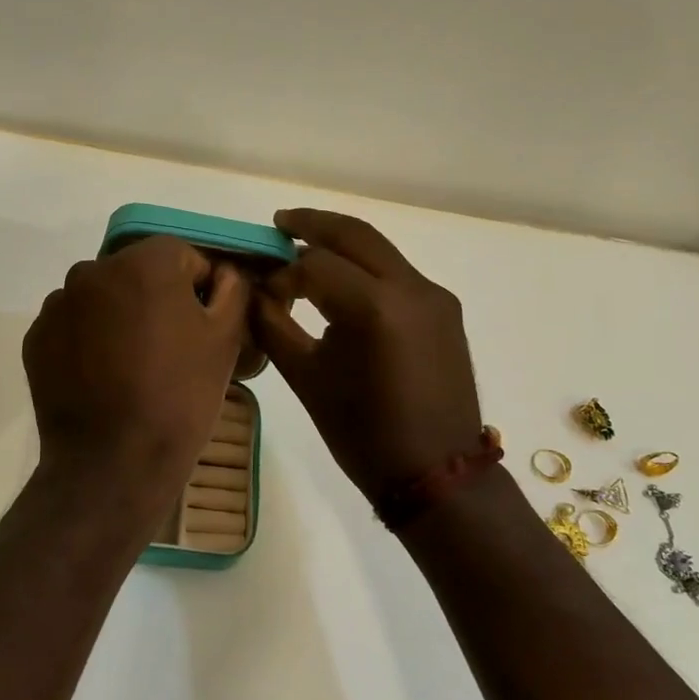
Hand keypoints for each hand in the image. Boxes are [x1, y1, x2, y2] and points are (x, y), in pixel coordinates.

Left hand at [23, 236, 249, 507]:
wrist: (112, 464)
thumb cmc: (178, 397)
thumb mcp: (226, 339)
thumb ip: (233, 289)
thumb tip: (223, 274)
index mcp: (142, 263)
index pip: (183, 256)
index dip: (200, 290)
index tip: (204, 329)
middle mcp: (92, 270)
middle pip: (138, 273)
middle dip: (157, 300)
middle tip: (171, 350)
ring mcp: (58, 305)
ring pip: (103, 298)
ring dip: (120, 318)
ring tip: (133, 368)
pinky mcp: (36, 339)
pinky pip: (74, 326)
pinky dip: (89, 341)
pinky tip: (103, 378)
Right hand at [252, 209, 481, 506]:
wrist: (437, 475)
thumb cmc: (364, 435)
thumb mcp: (307, 380)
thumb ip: (274, 327)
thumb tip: (253, 294)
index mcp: (376, 307)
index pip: (315, 264)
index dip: (282, 273)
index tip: (263, 293)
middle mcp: (412, 288)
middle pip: (355, 235)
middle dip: (313, 225)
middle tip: (280, 223)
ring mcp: (434, 296)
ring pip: (380, 250)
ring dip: (341, 244)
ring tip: (305, 249)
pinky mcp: (444, 310)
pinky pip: (397, 273)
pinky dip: (365, 268)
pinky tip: (343, 284)